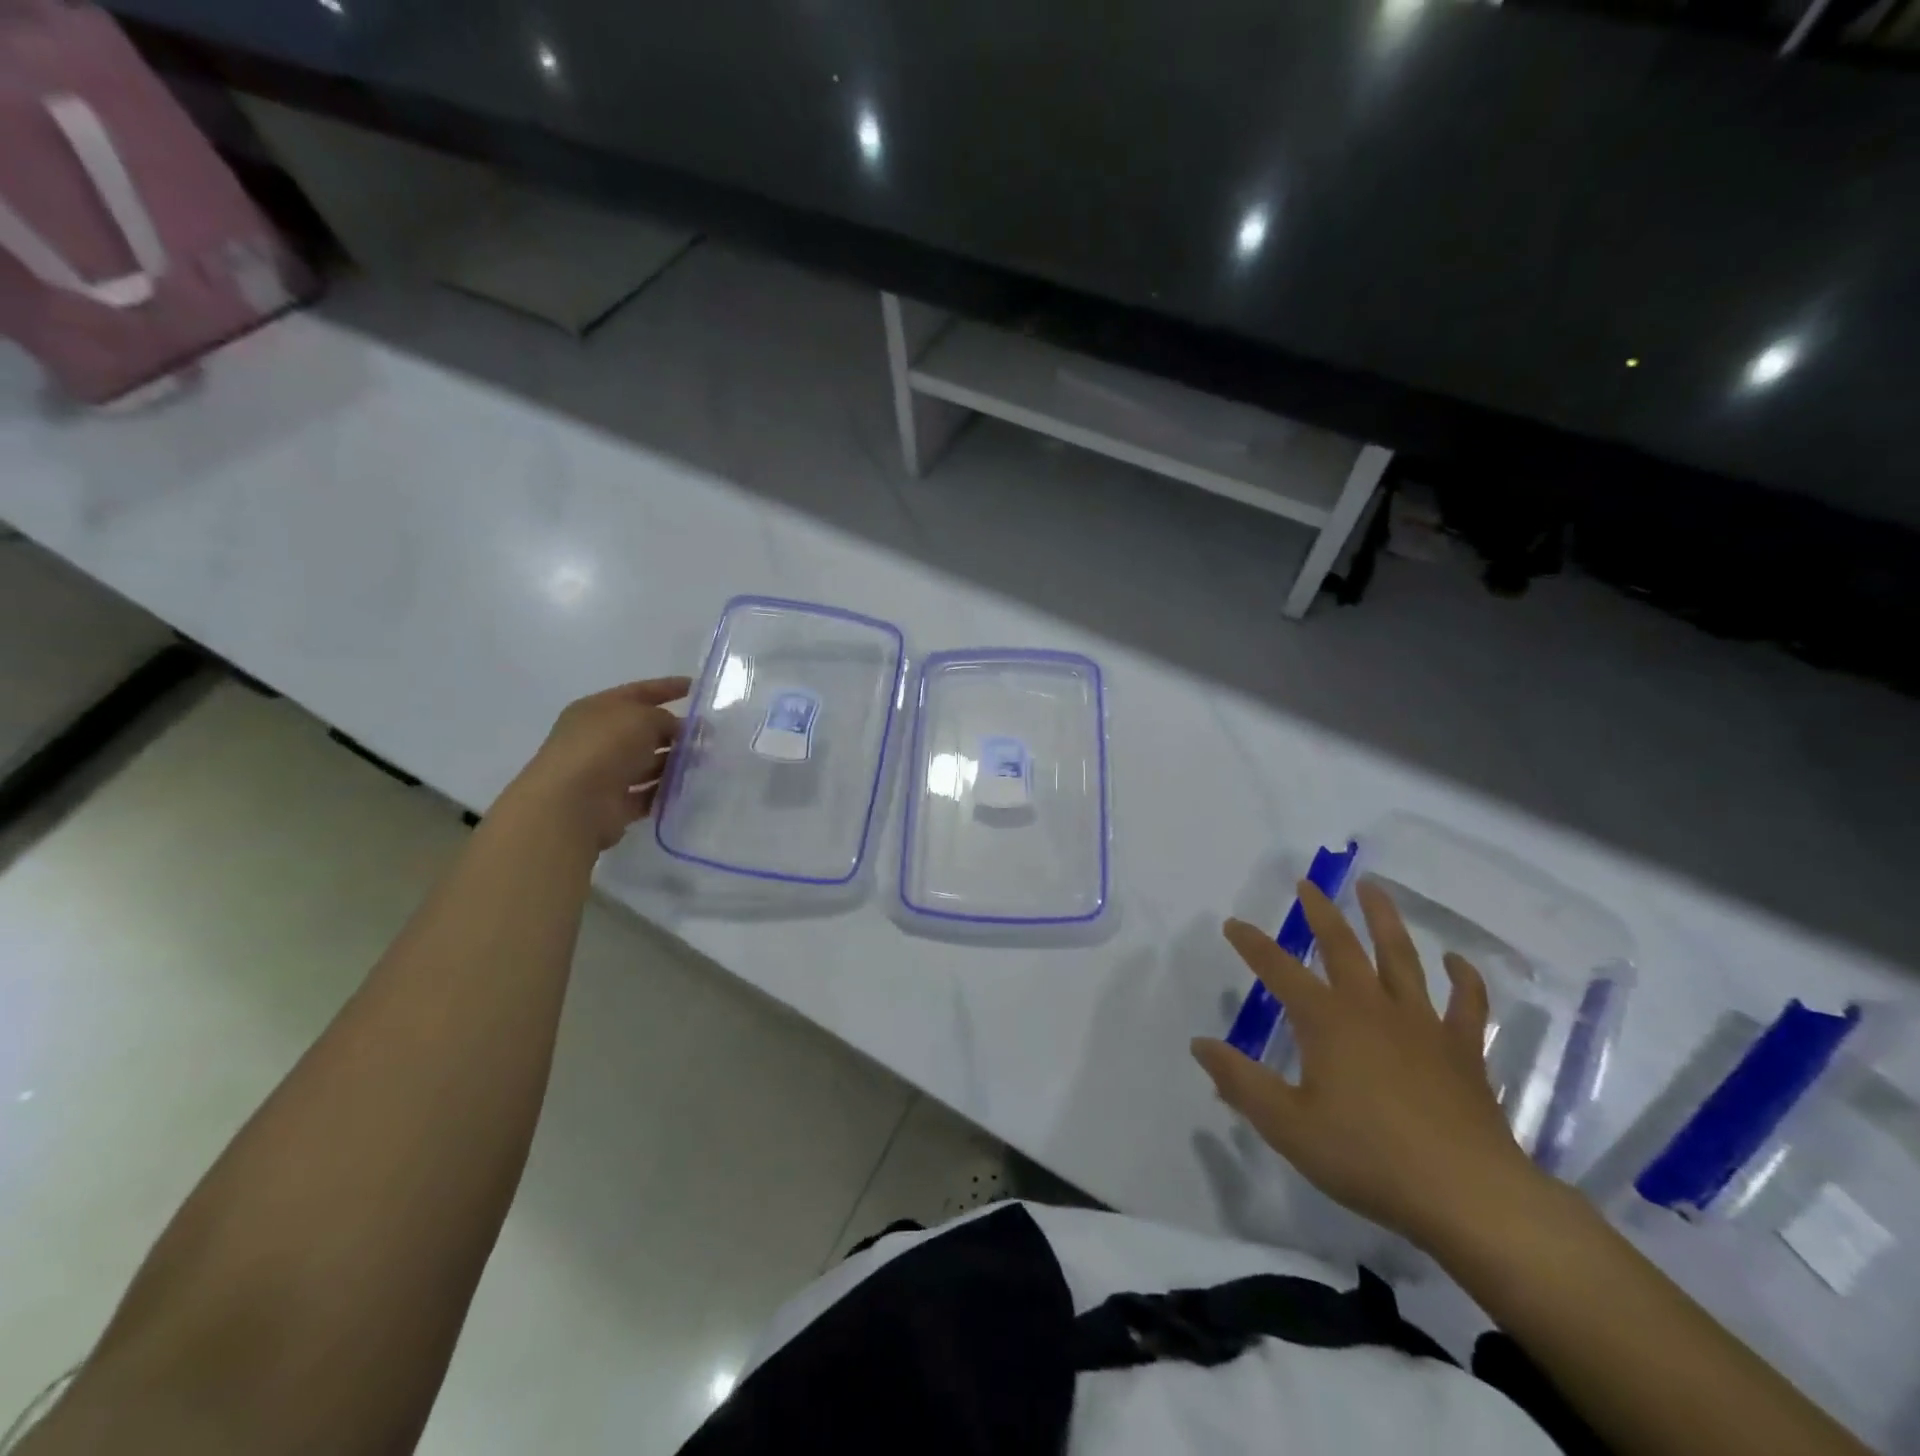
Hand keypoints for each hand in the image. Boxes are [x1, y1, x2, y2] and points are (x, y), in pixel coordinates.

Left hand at [501, 678, 690, 851]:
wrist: (572, 804)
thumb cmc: (604, 747)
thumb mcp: (642, 718)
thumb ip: (665, 719)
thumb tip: (678, 730)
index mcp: (599, 709)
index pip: (640, 692)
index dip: (668, 688)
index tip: (697, 688)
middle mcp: (599, 739)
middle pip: (645, 730)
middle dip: (677, 731)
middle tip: (711, 736)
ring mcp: (606, 773)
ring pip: (649, 763)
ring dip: (675, 763)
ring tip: (706, 763)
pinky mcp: (614, 804)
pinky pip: (648, 794)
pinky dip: (667, 791)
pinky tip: (691, 788)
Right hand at [1192, 879, 1542, 1250]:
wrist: (1468, 1196)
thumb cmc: (1367, 1157)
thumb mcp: (1287, 1125)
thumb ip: (1240, 1081)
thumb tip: (1200, 1043)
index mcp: (1326, 1021)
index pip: (1279, 970)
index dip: (1252, 944)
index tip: (1232, 923)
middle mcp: (1371, 1008)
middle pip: (1342, 946)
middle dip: (1319, 913)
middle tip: (1307, 884)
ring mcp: (1422, 1024)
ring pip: (1401, 957)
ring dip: (1384, 919)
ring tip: (1372, 888)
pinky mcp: (1462, 1049)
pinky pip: (1466, 1003)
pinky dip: (1464, 978)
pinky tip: (1457, 960)